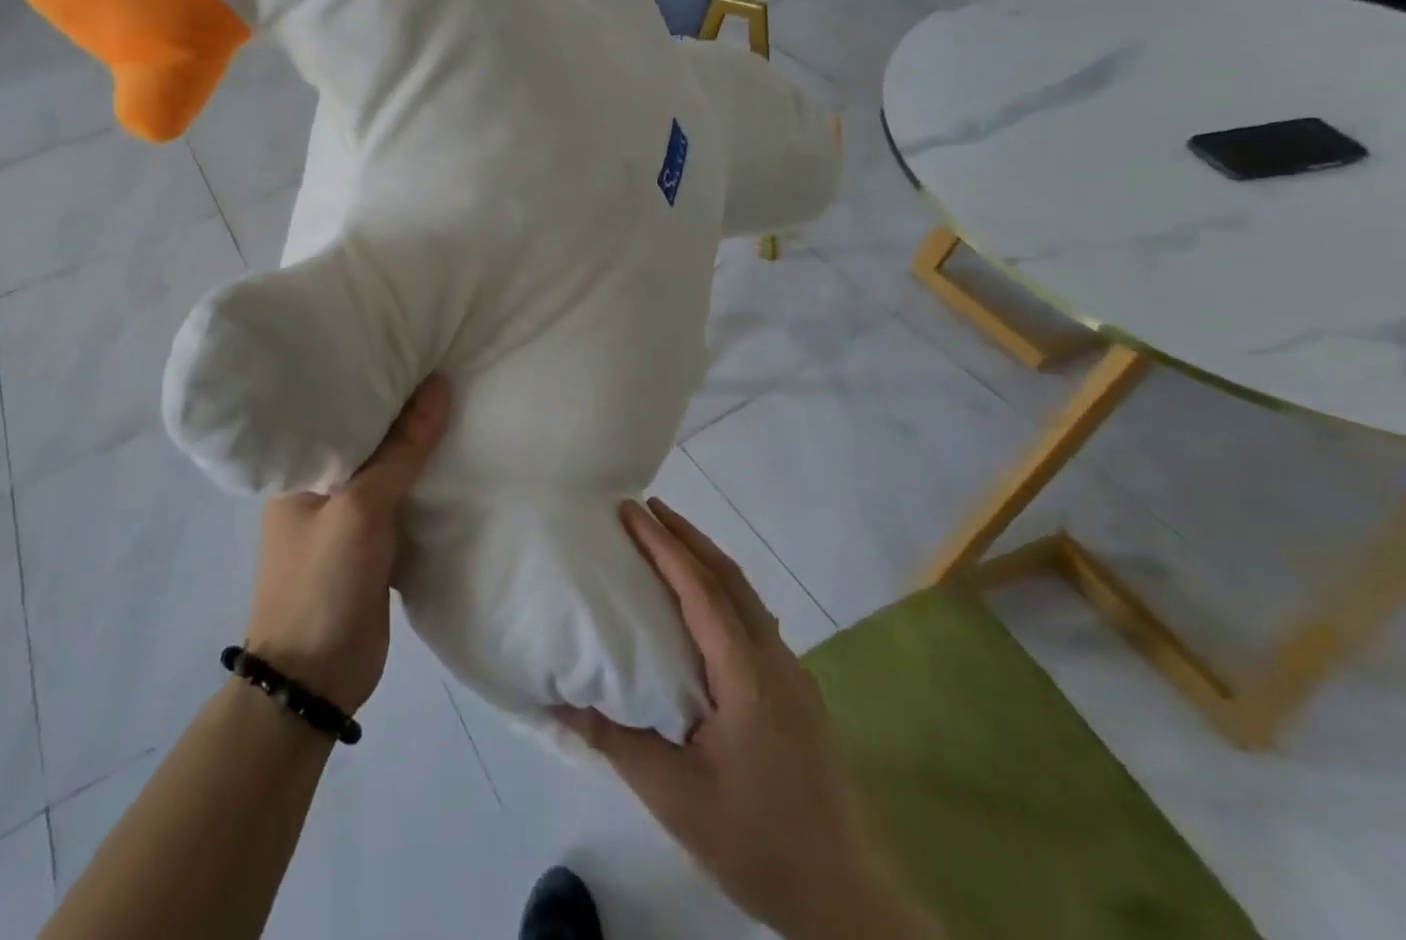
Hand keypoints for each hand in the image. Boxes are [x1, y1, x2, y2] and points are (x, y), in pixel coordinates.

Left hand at [241, 374, 450, 713]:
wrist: (316, 680)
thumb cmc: (323, 582)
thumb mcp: (361, 507)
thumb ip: (401, 449)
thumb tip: (438, 384)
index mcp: (300, 467)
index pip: (337, 405)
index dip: (371, 375)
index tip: (408, 343)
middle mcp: (320, 484)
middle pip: (367, 434)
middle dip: (401, 408)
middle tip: (443, 362)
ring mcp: (346, 515)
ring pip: (388, 467)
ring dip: (417, 446)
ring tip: (457, 396)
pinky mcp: (372, 542)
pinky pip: (402, 500)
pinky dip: (424, 482)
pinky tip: (455, 456)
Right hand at [558, 499, 932, 939]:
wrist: (845, 898)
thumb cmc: (756, 842)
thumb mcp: (675, 797)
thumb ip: (616, 741)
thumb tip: (559, 700)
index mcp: (746, 675)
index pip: (700, 590)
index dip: (664, 545)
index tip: (631, 510)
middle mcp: (774, 660)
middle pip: (728, 577)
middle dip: (686, 536)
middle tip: (645, 507)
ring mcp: (791, 674)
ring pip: (746, 594)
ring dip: (706, 559)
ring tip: (668, 540)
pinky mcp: (796, 692)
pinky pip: (753, 617)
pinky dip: (721, 588)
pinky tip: (703, 603)